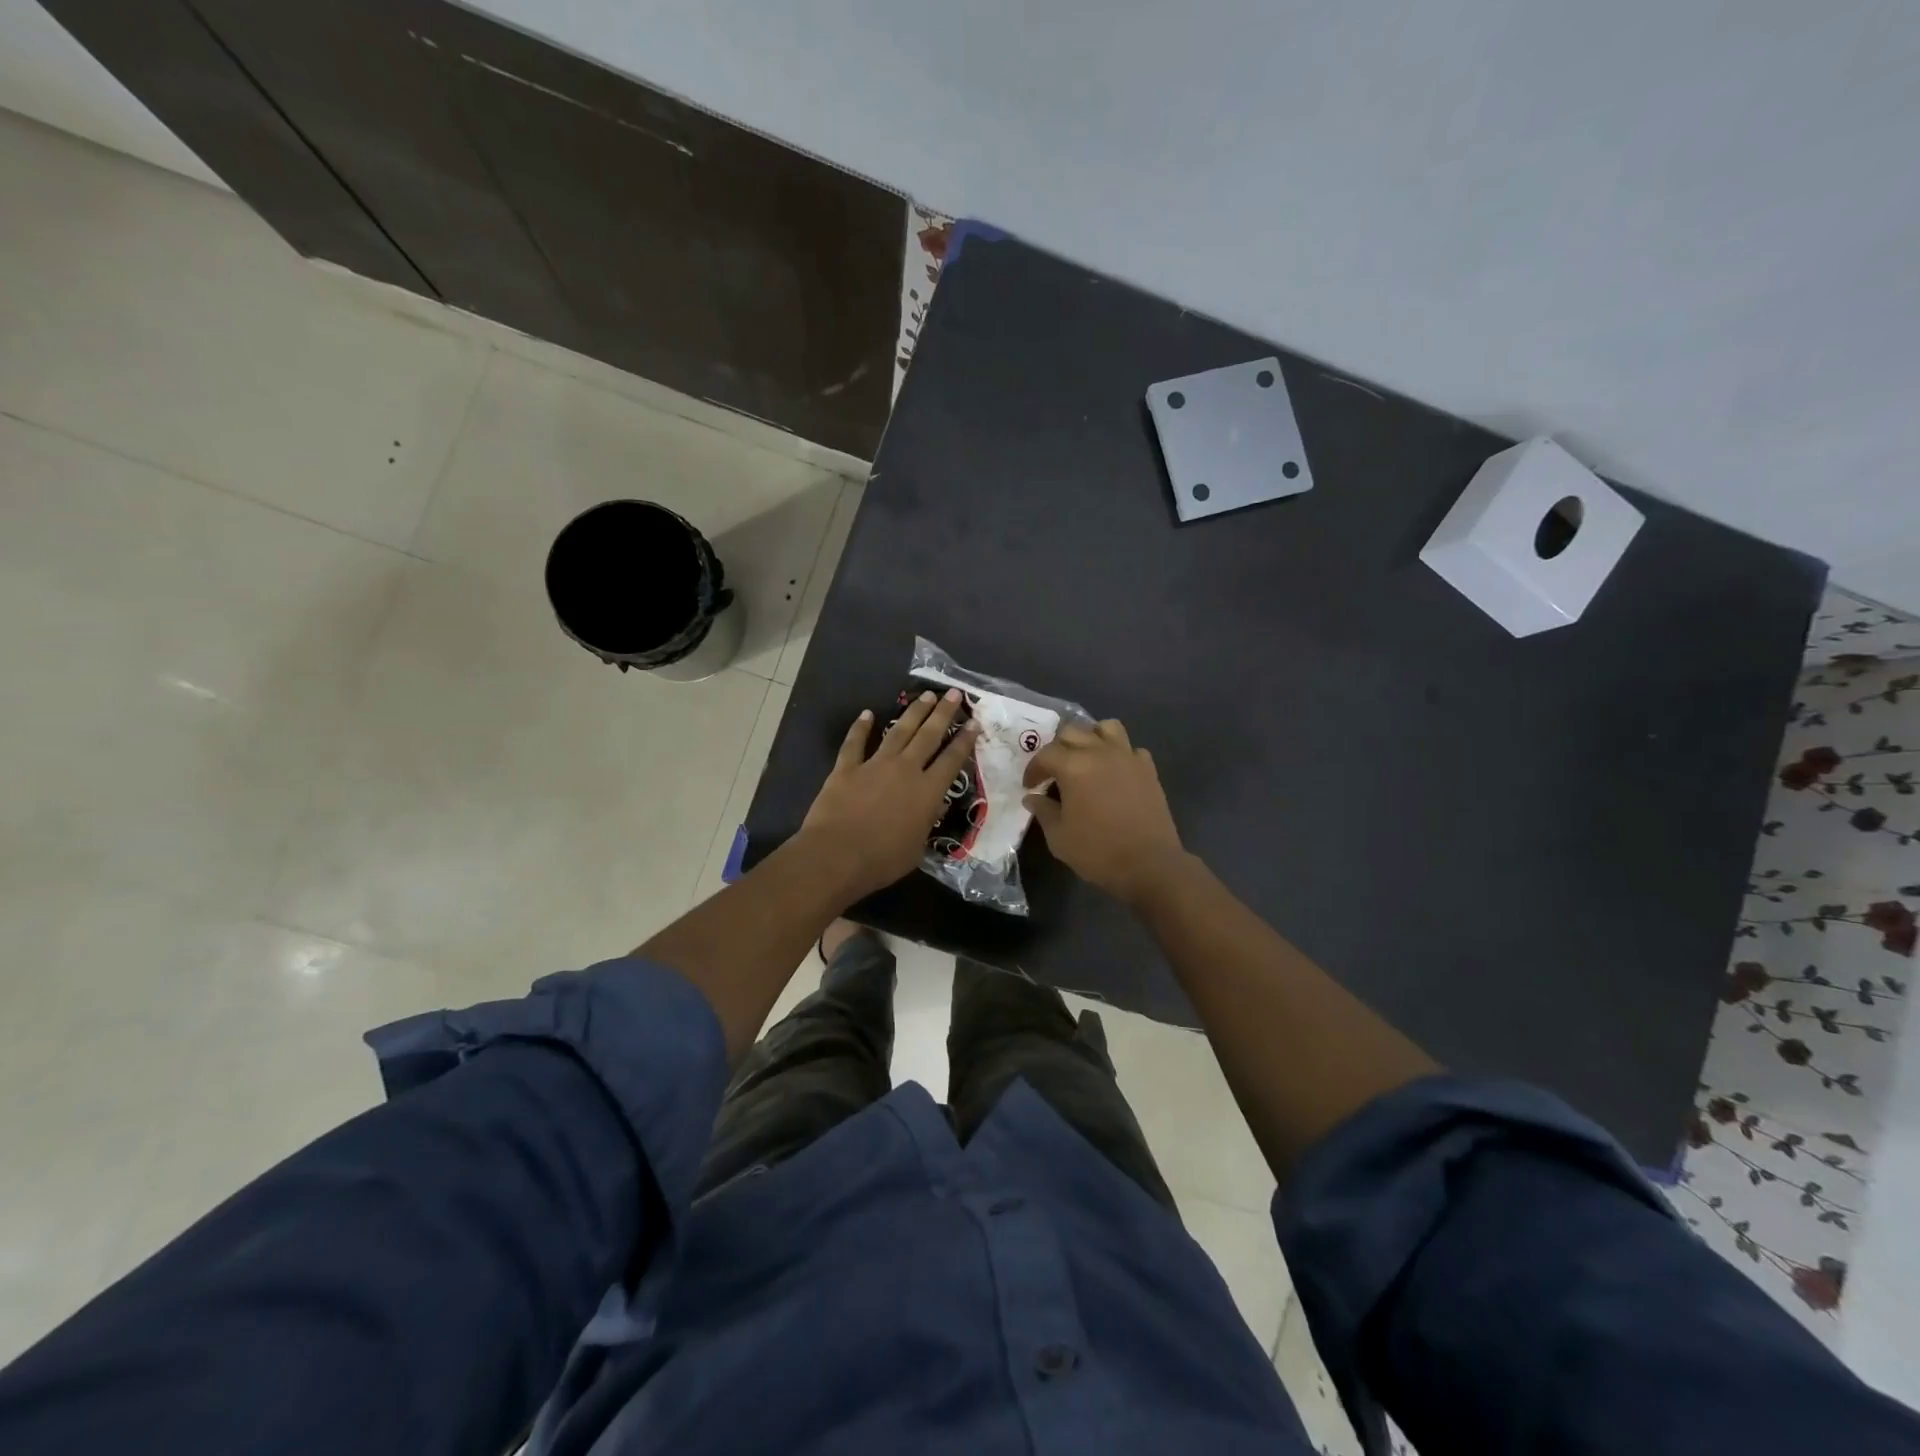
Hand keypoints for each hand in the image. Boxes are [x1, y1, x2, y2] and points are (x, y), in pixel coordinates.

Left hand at [800, 689, 979, 900]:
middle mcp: (905, 770)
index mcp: (927, 792)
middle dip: (943, 713)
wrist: (836, 856)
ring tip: (925, 695)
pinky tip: (867, 714)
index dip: (965, 740)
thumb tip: (932, 808)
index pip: (952, 760)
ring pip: (899, 731)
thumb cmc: (882, 861)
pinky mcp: (846, 768)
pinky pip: (855, 743)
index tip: (973, 722)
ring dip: (914, 712)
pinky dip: (860, 727)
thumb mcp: (917, 849)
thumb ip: (926, 825)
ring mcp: (874, 765)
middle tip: (954, 693)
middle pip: (929, 735)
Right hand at [1023, 719, 1185, 903]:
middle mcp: (1100, 752)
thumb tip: (1032, 797)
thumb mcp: (1059, 837)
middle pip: (1073, 732)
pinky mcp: (1148, 769)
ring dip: (1091, 737)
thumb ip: (1043, 811)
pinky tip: (1114, 772)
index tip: (1030, 786)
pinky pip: (1130, 748)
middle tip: (1053, 771)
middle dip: (1057, 748)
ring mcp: (1128, 757)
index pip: (1046, 755)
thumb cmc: (1098, 851)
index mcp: (1074, 766)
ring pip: (1106, 727)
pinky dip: (1119, 753)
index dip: (1034, 769)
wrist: (1150, 865)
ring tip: (1085, 758)